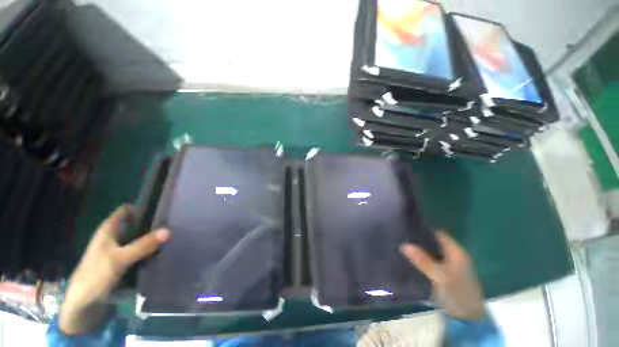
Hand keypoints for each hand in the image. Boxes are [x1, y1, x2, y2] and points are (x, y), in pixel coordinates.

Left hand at [59, 205, 170, 334]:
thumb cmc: (95, 277)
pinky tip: (158, 252)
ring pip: (135, 237)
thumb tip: (169, 230)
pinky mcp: (119, 263)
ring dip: (149, 237)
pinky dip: (146, 249)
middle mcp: (111, 238)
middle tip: (170, 223)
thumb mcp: (120, 259)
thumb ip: (143, 245)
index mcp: (107, 231)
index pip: (124, 211)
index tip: (160, 207)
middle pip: (132, 223)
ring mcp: (115, 251)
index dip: (141, 207)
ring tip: (169, 236)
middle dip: (149, 222)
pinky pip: (136, 251)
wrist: (83, 305)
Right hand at [401, 231, 484, 319]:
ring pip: (433, 253)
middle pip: (435, 243)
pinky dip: (424, 260)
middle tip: (403, 238)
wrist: (467, 318)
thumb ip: (422, 260)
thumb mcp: (438, 276)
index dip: (425, 230)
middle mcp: (455, 256)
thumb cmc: (456, 293)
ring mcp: (452, 266)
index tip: (409, 228)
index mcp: (457, 252)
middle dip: (421, 241)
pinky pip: (433, 262)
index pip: (439, 234)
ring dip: (422, 251)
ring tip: (404, 247)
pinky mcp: (447, 275)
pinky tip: (413, 260)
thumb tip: (404, 244)